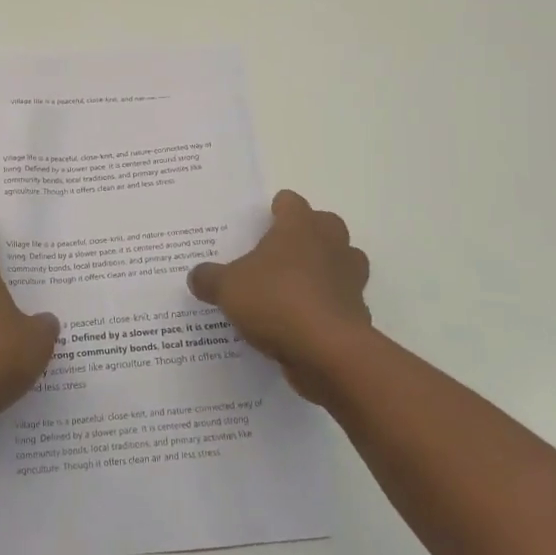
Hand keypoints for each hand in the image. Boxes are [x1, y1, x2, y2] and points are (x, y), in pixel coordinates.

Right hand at [187, 190, 372, 401]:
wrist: (328, 352)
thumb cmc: (276, 301)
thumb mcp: (227, 288)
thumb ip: (209, 278)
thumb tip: (197, 275)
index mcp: (299, 227)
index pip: (291, 202)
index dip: (278, 209)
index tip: (263, 221)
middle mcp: (331, 245)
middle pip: (325, 225)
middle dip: (307, 234)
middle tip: (279, 251)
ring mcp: (350, 279)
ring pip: (342, 261)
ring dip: (325, 268)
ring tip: (295, 284)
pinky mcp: (358, 313)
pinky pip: (342, 300)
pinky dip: (327, 306)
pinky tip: (304, 322)